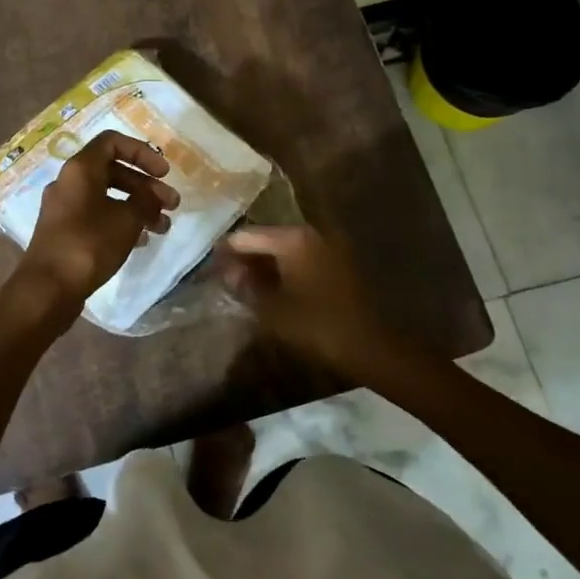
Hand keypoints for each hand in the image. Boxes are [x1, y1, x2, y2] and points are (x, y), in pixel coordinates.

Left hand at [17, 132, 178, 306]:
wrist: (47, 288)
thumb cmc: (88, 245)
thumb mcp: (127, 219)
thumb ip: (145, 201)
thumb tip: (153, 195)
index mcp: (80, 169)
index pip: (112, 142)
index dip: (142, 152)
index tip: (164, 172)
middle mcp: (69, 182)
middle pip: (113, 171)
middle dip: (146, 186)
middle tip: (172, 205)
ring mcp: (64, 208)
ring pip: (107, 196)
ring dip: (137, 206)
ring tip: (163, 227)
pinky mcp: (64, 231)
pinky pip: (97, 215)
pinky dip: (121, 221)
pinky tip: (141, 240)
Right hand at [214, 226, 394, 376]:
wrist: (370, 345)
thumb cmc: (317, 325)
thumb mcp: (271, 308)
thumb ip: (244, 285)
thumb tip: (226, 271)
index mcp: (292, 238)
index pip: (245, 235)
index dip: (224, 252)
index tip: (209, 269)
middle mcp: (310, 233)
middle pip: (266, 238)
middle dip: (245, 257)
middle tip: (226, 279)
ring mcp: (327, 245)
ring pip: (284, 249)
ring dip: (265, 264)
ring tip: (246, 286)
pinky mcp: (338, 261)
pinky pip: (301, 257)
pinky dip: (285, 269)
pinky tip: (273, 289)